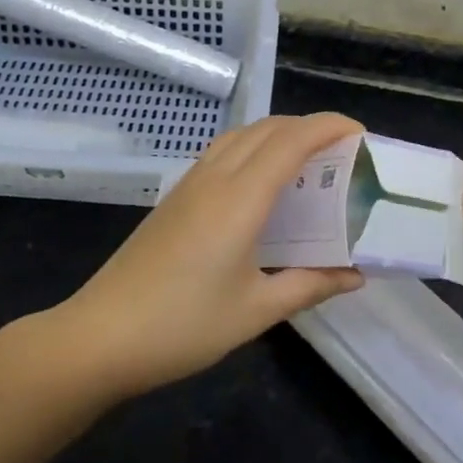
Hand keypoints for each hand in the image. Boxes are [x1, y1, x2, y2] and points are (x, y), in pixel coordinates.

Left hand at [57, 113, 365, 396]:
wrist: (101, 335)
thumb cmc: (183, 325)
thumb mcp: (256, 310)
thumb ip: (309, 284)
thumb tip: (355, 275)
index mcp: (240, 198)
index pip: (291, 142)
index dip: (328, 127)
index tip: (360, 132)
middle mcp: (215, 177)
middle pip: (267, 129)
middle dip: (308, 127)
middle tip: (342, 151)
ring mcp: (190, 183)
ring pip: (241, 136)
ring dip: (277, 134)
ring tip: (307, 162)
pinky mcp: (175, 196)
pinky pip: (222, 152)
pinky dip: (253, 148)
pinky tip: (261, 183)